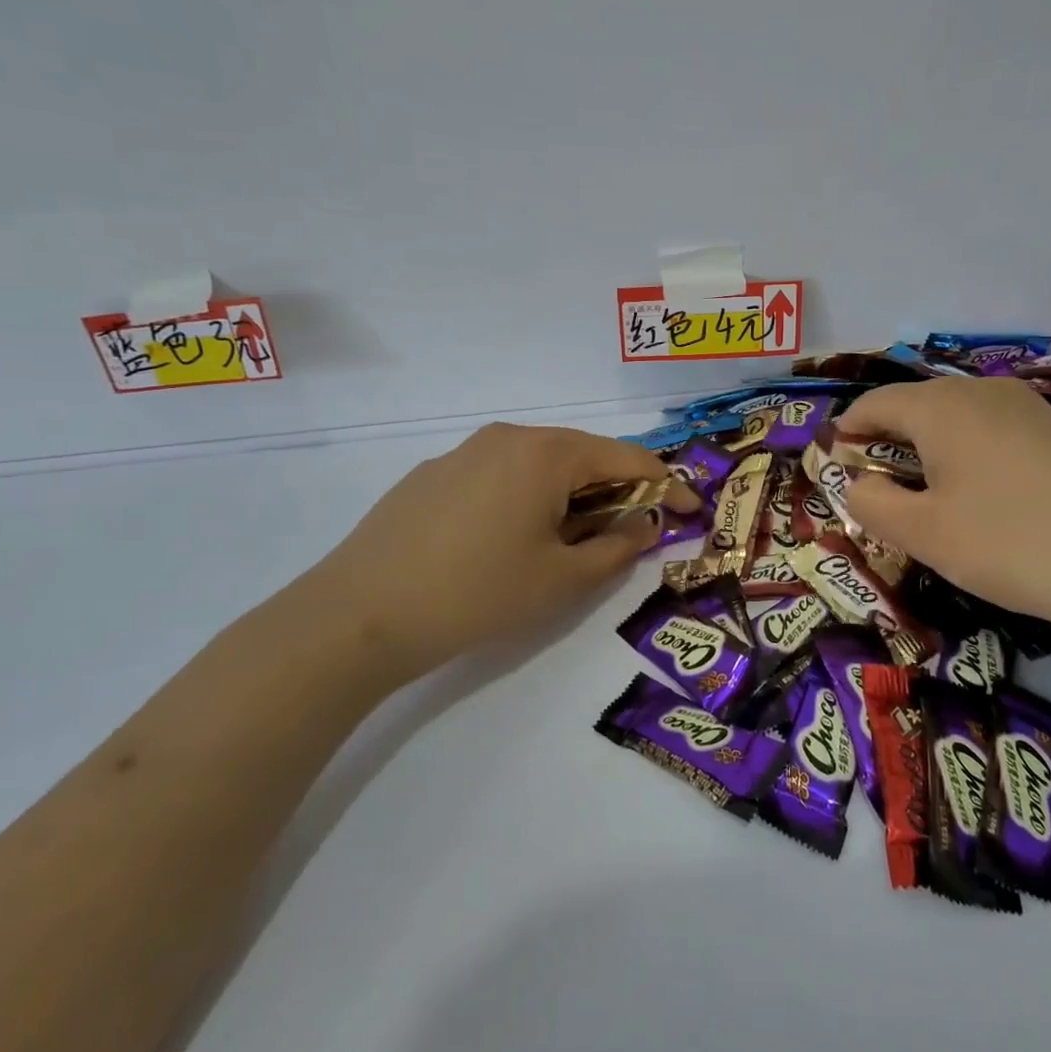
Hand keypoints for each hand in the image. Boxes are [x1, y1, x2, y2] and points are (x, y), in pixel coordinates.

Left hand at [302, 423, 700, 679]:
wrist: (358, 614)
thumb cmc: (477, 593)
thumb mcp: (561, 579)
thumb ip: (617, 547)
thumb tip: (646, 524)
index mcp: (546, 453)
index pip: (626, 458)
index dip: (666, 484)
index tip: (691, 510)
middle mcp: (507, 437)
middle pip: (582, 454)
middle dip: (617, 488)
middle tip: (635, 529)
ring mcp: (464, 452)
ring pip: (540, 464)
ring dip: (572, 495)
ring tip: (576, 538)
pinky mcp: (433, 475)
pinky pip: (501, 475)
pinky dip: (529, 497)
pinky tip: (513, 538)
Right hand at [838, 377, 1050, 631]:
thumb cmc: (1012, 543)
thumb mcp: (925, 533)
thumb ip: (874, 504)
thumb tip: (859, 484)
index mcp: (940, 406)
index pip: (872, 404)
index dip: (846, 434)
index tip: (833, 471)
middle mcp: (980, 392)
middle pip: (913, 409)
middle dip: (885, 447)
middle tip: (876, 496)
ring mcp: (1024, 408)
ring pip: (953, 422)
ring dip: (925, 456)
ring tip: (925, 504)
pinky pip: (989, 434)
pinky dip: (964, 459)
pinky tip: (979, 502)